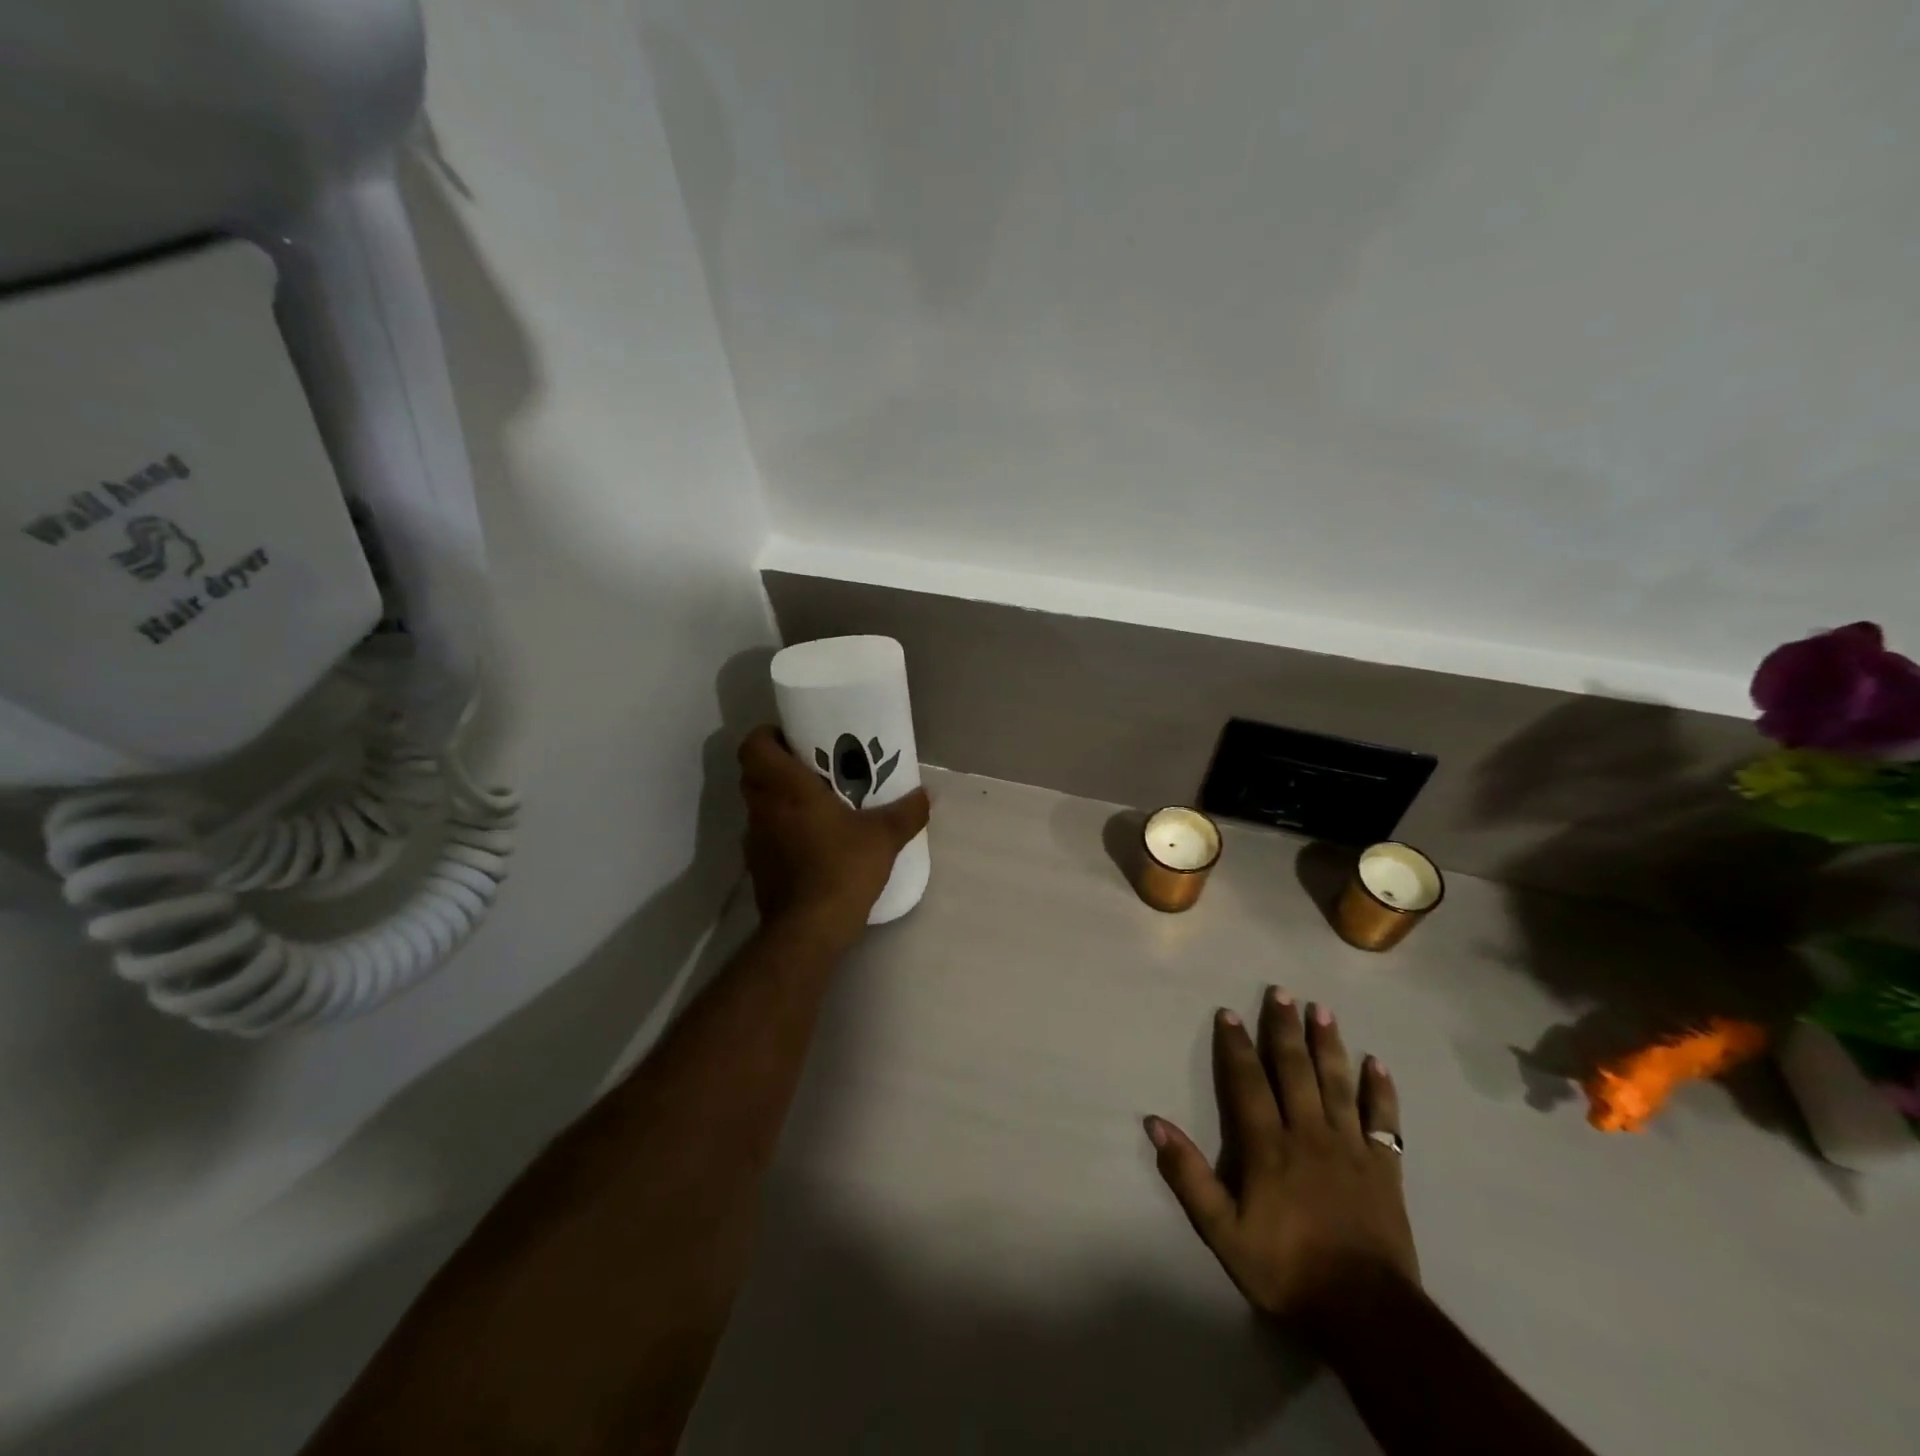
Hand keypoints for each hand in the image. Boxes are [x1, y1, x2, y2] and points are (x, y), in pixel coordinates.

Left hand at [738, 724, 929, 936]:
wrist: (808, 930)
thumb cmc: (841, 869)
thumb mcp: (884, 838)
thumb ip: (907, 812)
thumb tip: (927, 793)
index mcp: (786, 788)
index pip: (754, 746)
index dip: (767, 735)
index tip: (793, 738)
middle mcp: (763, 809)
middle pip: (754, 773)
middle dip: (778, 765)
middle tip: (812, 767)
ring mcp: (756, 840)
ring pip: (759, 805)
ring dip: (779, 799)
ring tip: (817, 803)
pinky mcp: (758, 868)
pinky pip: (766, 835)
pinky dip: (782, 831)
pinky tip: (813, 842)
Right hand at [1146, 988, 1418, 1344]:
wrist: (1366, 1314)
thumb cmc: (1286, 1269)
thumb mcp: (1223, 1232)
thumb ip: (1189, 1176)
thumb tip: (1155, 1123)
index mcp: (1268, 1146)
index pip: (1247, 1083)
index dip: (1236, 1046)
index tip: (1228, 1012)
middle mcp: (1309, 1134)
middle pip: (1295, 1071)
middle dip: (1284, 1029)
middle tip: (1281, 992)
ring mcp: (1351, 1148)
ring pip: (1337, 1084)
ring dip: (1328, 1045)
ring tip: (1322, 1009)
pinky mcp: (1384, 1168)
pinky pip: (1383, 1121)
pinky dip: (1381, 1092)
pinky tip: (1377, 1064)